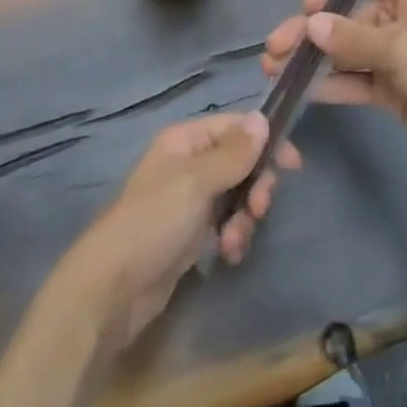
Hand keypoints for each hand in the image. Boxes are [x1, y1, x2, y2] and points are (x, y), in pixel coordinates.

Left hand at [61, 112, 300, 352]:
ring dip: (244, 218)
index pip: (235, 126)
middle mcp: (188, 163)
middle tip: (258, 210)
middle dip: (255, 187)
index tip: (293, 165)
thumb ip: (233, 153)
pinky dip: (232, 237)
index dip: (265, 141)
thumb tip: (262, 118)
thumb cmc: (154, 222)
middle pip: (240, 162)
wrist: (113, 288)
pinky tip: (227, 255)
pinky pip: (225, 223)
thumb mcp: (197, 182)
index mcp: (185, 140)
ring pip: (236, 195)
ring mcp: (189, 199)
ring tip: (233, 242)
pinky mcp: (190, 233)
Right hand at [263, 0, 406, 182]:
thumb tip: (310, 24)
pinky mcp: (393, 84)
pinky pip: (355, 76)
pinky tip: (302, 90)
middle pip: (344, 12)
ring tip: (273, 70)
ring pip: (345, 47)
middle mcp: (398, 12)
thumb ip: (350, 37)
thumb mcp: (399, 47)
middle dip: (309, 29)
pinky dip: (332, 82)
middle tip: (274, 48)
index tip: (307, 9)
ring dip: (313, 58)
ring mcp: (394, 50)